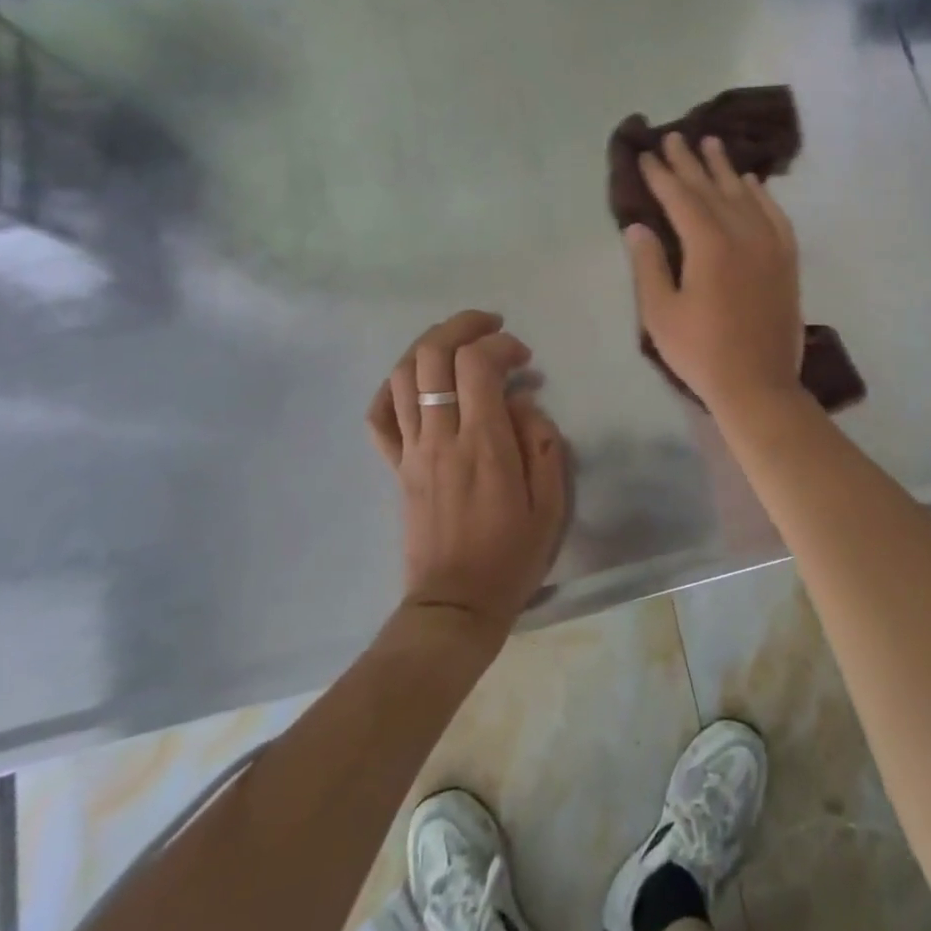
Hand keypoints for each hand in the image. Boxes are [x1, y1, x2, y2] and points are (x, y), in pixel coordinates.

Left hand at [366, 311, 567, 643]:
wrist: (456, 604)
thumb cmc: (511, 554)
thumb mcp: (551, 502)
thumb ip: (543, 442)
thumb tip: (523, 402)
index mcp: (483, 444)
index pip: (477, 365)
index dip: (501, 344)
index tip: (524, 358)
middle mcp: (440, 436)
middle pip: (431, 355)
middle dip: (462, 326)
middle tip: (490, 326)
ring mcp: (411, 450)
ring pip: (402, 375)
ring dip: (429, 345)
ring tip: (458, 344)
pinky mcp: (396, 466)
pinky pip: (379, 416)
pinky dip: (391, 386)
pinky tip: (414, 380)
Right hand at [625, 133, 806, 416]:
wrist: (759, 384)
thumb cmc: (701, 352)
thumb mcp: (660, 313)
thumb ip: (648, 265)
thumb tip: (639, 226)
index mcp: (708, 245)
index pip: (680, 198)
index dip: (661, 175)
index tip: (646, 155)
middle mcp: (742, 234)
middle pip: (712, 189)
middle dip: (689, 162)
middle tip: (674, 136)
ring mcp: (770, 245)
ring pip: (745, 195)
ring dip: (725, 169)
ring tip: (711, 144)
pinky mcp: (786, 260)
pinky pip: (775, 216)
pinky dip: (763, 195)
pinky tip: (753, 182)